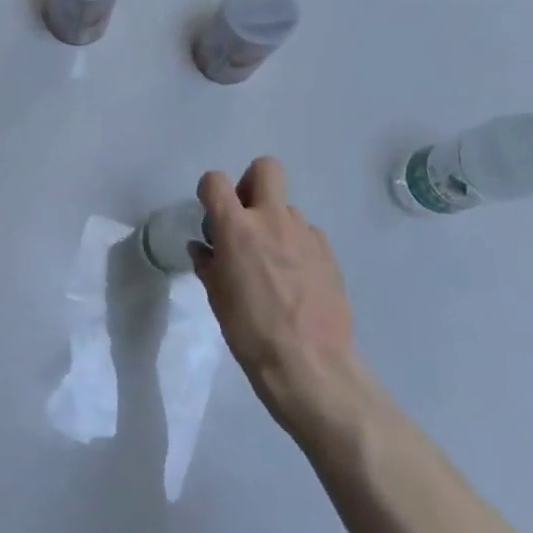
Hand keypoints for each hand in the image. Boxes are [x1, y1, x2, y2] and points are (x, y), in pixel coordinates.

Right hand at [193, 158, 371, 443]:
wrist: (308, 363)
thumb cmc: (249, 330)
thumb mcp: (216, 296)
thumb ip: (208, 263)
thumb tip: (204, 248)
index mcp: (237, 228)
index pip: (215, 181)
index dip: (208, 191)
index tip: (209, 215)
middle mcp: (273, 220)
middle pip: (265, 169)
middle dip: (249, 183)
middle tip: (243, 219)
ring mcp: (306, 234)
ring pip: (286, 208)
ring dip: (273, 223)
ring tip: (269, 263)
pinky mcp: (328, 253)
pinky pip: (305, 234)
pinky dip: (294, 246)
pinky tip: (292, 279)